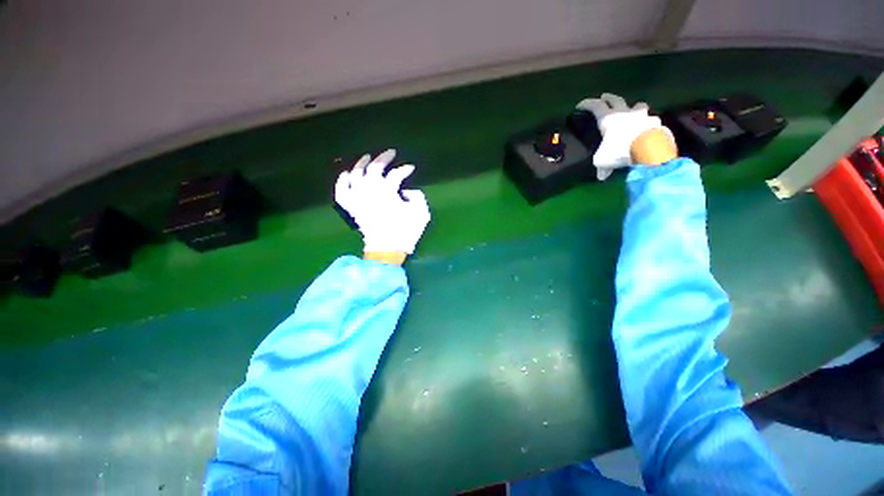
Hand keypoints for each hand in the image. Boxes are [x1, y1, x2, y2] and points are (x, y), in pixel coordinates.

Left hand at [335, 150, 430, 258]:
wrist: (387, 249)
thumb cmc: (405, 232)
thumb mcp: (421, 213)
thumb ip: (417, 197)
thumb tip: (406, 191)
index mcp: (387, 191)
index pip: (397, 174)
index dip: (405, 169)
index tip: (411, 168)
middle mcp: (369, 190)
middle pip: (375, 168)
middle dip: (384, 158)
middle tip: (390, 153)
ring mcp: (358, 198)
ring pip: (355, 175)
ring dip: (361, 164)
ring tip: (367, 158)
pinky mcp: (351, 208)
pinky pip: (342, 191)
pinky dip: (342, 182)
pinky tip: (346, 174)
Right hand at [576, 93, 672, 179]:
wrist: (649, 149)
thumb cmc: (620, 151)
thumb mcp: (603, 161)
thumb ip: (602, 167)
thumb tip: (602, 176)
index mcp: (608, 119)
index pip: (595, 106)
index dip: (587, 104)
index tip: (580, 105)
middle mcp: (625, 113)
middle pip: (615, 100)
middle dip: (608, 98)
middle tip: (604, 96)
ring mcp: (642, 116)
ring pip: (638, 105)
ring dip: (634, 107)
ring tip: (633, 111)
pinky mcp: (656, 123)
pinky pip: (651, 120)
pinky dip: (648, 123)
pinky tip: (647, 129)